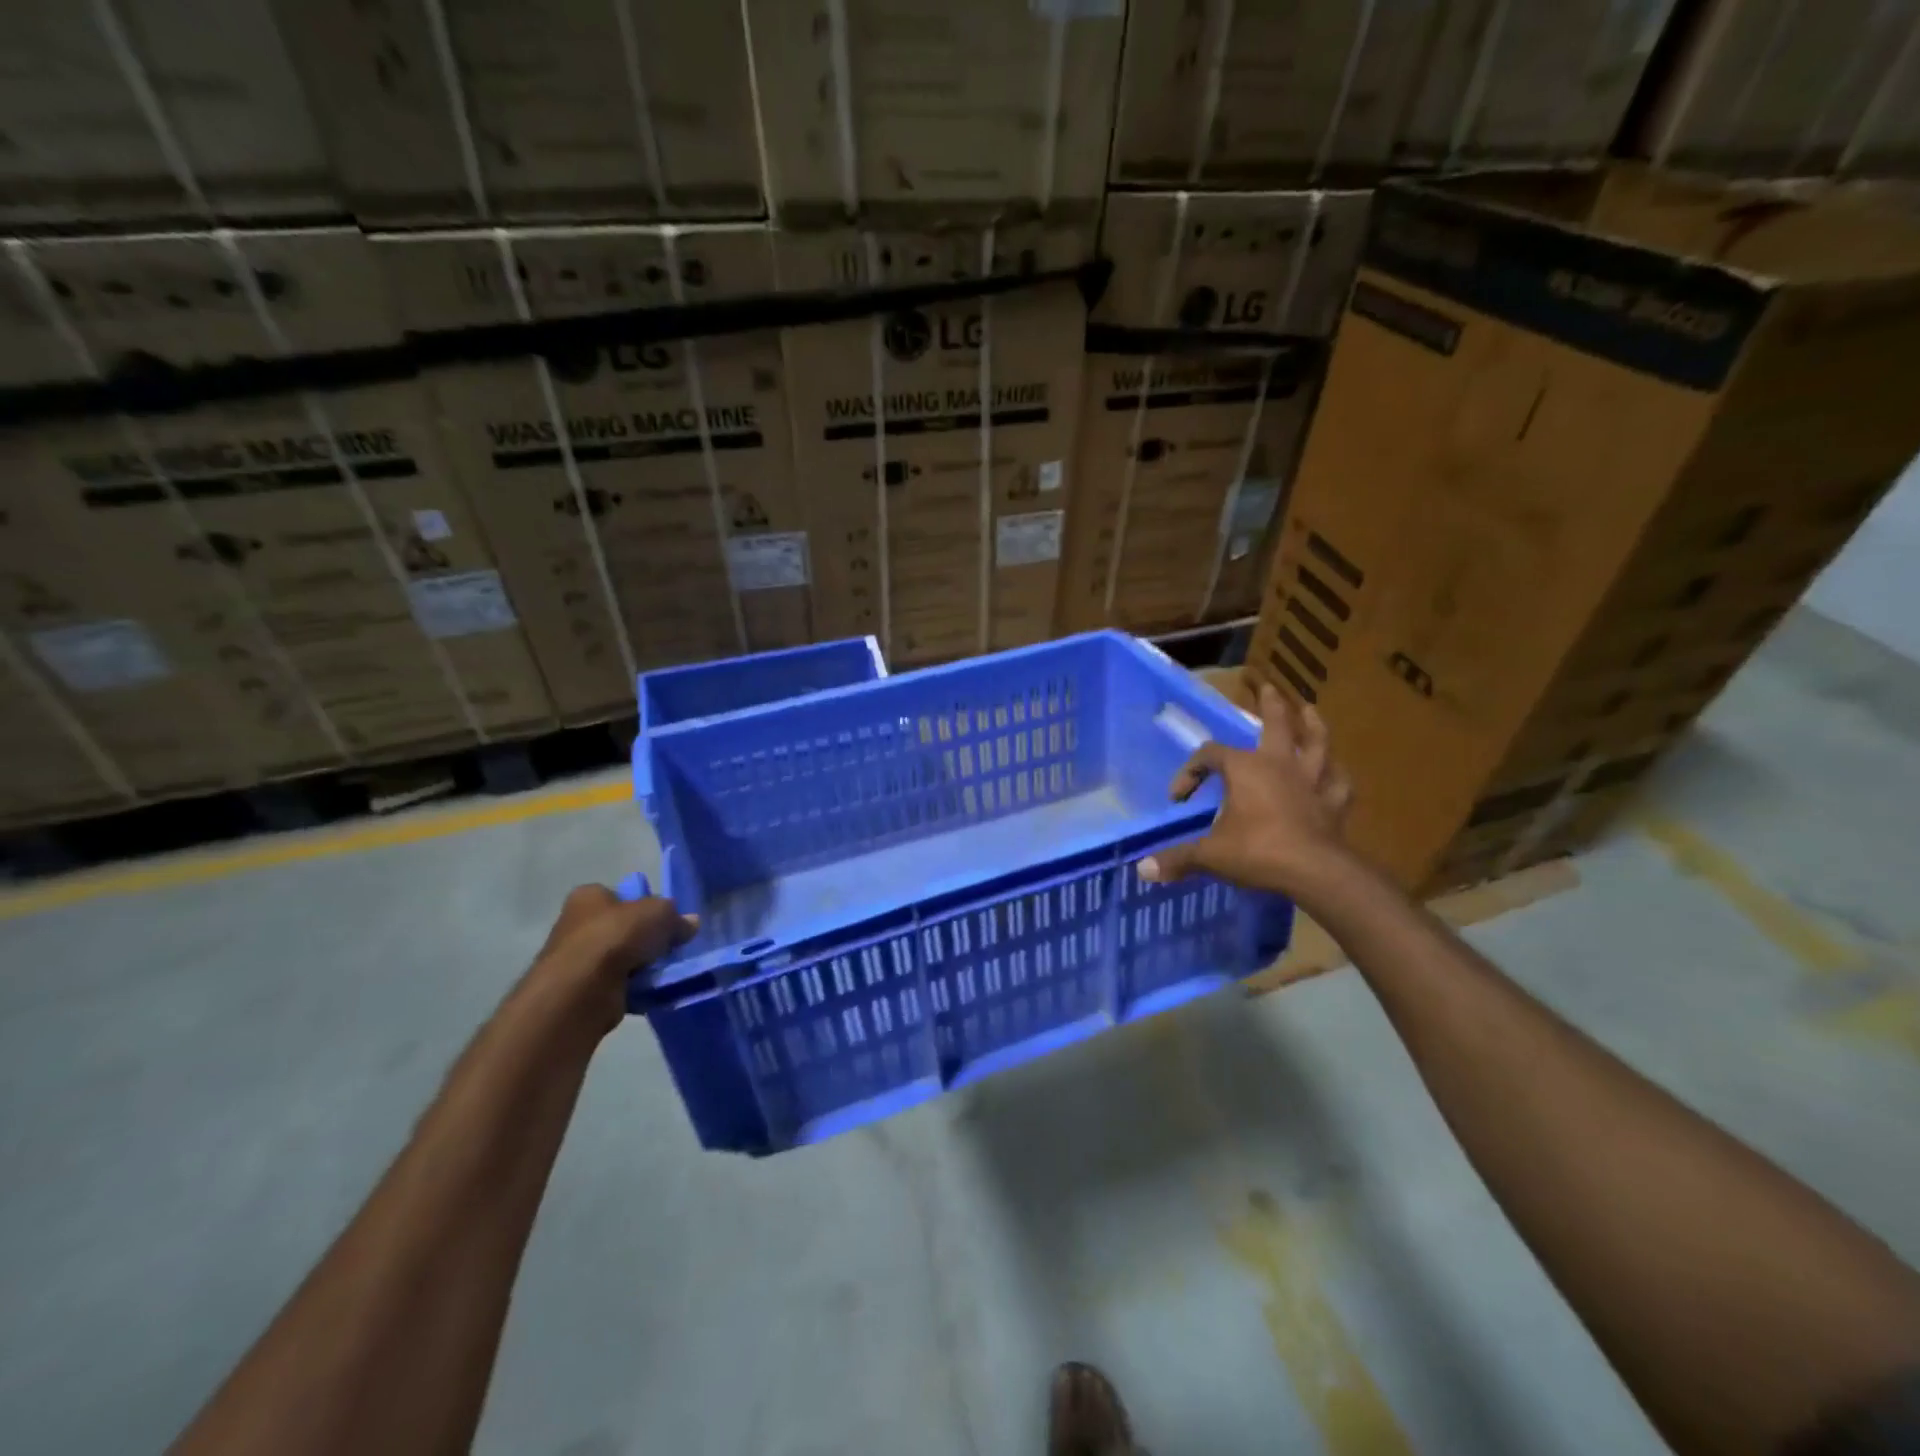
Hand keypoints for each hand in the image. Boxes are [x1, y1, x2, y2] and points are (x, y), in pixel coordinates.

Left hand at [531, 884, 697, 1034]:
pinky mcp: (580, 991)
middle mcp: (576, 924)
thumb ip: (676, 917)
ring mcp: (575, 960)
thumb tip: (691, 923)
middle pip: (621, 928)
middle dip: (644, 939)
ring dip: (640, 966)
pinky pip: (616, 985)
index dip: (643, 906)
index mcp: (588, 896)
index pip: (619, 895)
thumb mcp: (659, 914)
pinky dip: (633, 989)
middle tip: (669, 948)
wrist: (582, 990)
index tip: (663, 921)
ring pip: (620, 958)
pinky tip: (651, 991)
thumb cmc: (616, 937)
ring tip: (664, 972)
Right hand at [1138, 685, 1354, 897]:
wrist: (1314, 872)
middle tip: (1268, 687)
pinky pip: (1338, 784)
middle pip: (1277, 725)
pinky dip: (1336, 776)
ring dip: (1313, 726)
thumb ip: (1178, 858)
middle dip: (1270, 705)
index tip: (1179, 799)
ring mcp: (1311, 782)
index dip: (1190, 771)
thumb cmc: (1257, 851)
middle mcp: (1279, 765)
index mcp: (1245, 769)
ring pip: (1316, 744)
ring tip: (1310, 710)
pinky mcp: (1334, 804)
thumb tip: (1142, 870)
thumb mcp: (1210, 855)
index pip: (1210, 755)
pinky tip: (1336, 773)